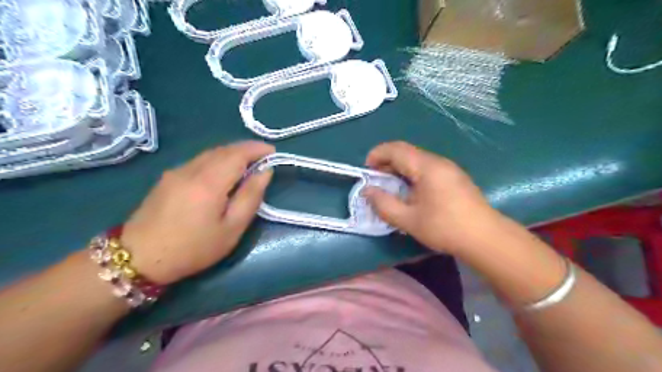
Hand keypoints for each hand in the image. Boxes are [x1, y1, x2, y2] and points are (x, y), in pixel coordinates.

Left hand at [119, 142, 274, 282]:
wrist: (139, 259)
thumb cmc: (194, 248)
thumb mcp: (232, 228)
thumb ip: (251, 196)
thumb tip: (265, 172)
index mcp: (209, 181)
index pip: (238, 153)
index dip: (257, 149)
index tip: (273, 152)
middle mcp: (192, 169)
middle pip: (224, 149)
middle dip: (246, 149)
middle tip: (264, 157)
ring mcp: (177, 171)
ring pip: (210, 153)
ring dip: (232, 153)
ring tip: (247, 164)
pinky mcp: (168, 177)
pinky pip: (199, 160)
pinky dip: (217, 159)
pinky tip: (223, 172)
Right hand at [365, 141, 505, 253]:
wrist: (486, 238)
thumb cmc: (445, 228)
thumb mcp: (408, 220)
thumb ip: (384, 204)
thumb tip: (367, 191)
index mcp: (426, 167)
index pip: (396, 149)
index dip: (377, 155)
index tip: (366, 170)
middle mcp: (438, 161)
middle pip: (406, 152)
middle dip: (386, 162)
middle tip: (375, 181)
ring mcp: (448, 168)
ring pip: (417, 160)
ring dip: (399, 169)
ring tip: (390, 188)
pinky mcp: (454, 178)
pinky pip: (427, 168)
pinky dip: (412, 175)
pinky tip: (410, 192)